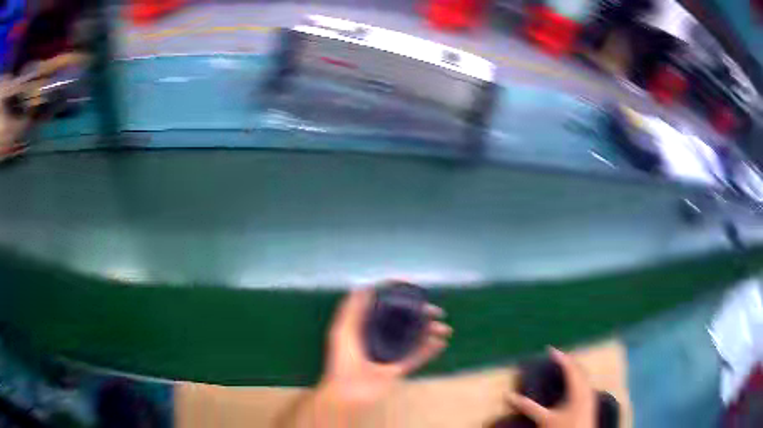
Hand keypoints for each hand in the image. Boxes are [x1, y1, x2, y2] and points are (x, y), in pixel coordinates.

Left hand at [318, 288, 451, 410]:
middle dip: (420, 316)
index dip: (401, 300)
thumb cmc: (342, 361)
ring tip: (444, 329)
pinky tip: (440, 343)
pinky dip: (429, 350)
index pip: (386, 309)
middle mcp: (379, 339)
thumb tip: (363, 286)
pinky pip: (416, 357)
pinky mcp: (398, 369)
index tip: (416, 293)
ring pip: (413, 339)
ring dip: (429, 332)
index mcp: (365, 328)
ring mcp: (389, 355)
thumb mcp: (342, 331)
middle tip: (437, 312)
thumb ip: (351, 310)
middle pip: (404, 323)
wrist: (347, 394)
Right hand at [507, 348, 595, 427]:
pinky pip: (585, 382)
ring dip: (574, 368)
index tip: (549, 349)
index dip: (560, 357)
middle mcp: (587, 389)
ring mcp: (590, 395)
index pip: (570, 367)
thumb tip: (508, 396)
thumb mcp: (544, 419)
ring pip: (584, 375)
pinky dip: (577, 376)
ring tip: (563, 365)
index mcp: (578, 389)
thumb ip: (528, 407)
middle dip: (568, 360)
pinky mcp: (590, 401)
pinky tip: (572, 383)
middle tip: (555, 356)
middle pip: (579, 369)